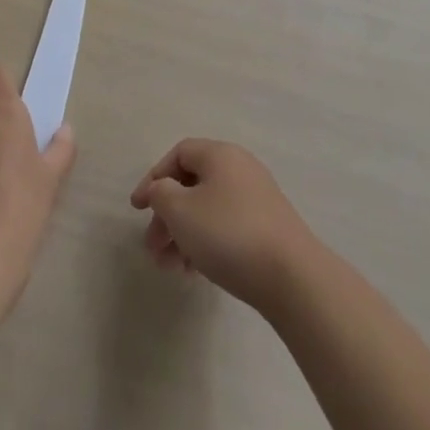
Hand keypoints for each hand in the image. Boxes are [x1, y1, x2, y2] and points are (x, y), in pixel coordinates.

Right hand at [130, 139, 318, 310]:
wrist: (291, 275)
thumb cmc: (228, 233)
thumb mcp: (181, 211)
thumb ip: (161, 194)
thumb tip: (161, 189)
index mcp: (220, 154)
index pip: (179, 154)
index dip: (154, 178)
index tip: (138, 209)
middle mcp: (240, 169)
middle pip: (192, 184)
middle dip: (167, 216)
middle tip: (153, 248)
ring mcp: (257, 198)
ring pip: (208, 210)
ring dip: (183, 235)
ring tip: (171, 268)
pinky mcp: (267, 227)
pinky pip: (226, 227)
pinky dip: (206, 243)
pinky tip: (195, 272)